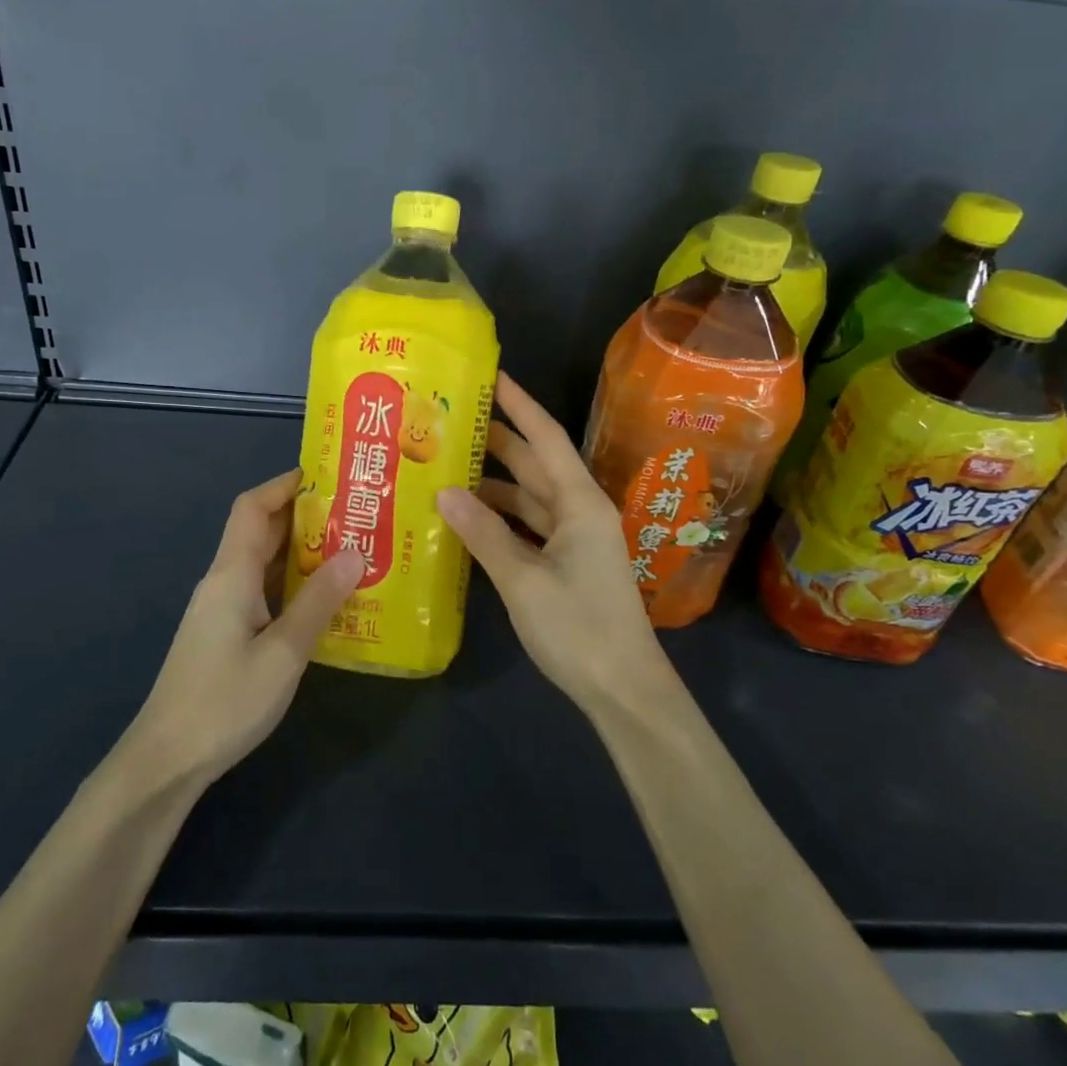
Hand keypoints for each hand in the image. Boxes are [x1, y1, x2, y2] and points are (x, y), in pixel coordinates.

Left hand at [125, 469, 363, 787]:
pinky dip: (293, 585)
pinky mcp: (226, 634)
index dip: (285, 484)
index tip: (328, 477)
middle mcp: (224, 582)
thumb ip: (319, 601)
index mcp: (231, 574)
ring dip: (302, 552)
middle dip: (305, 516)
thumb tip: (356, 552)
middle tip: (356, 513)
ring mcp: (222, 609)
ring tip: (352, 549)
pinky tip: (326, 599)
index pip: (252, 507)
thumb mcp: (283, 652)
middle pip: (260, 531)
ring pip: (263, 564)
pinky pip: (263, 592)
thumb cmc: (224, 702)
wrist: (167, 760)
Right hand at [436, 373, 677, 716]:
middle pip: (535, 464)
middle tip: (451, 421)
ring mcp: (576, 539)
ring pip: (529, 498)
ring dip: (494, 484)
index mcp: (580, 502)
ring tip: (446, 469)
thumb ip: (483, 533)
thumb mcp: (523, 579)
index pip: (545, 438)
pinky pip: (529, 527)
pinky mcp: (568, 564)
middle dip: (498, 441)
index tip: (491, 377)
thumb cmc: (578, 627)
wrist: (622, 688)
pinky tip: (468, 519)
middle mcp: (580, 511)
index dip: (519, 405)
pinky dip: (501, 519)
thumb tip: (444, 491)